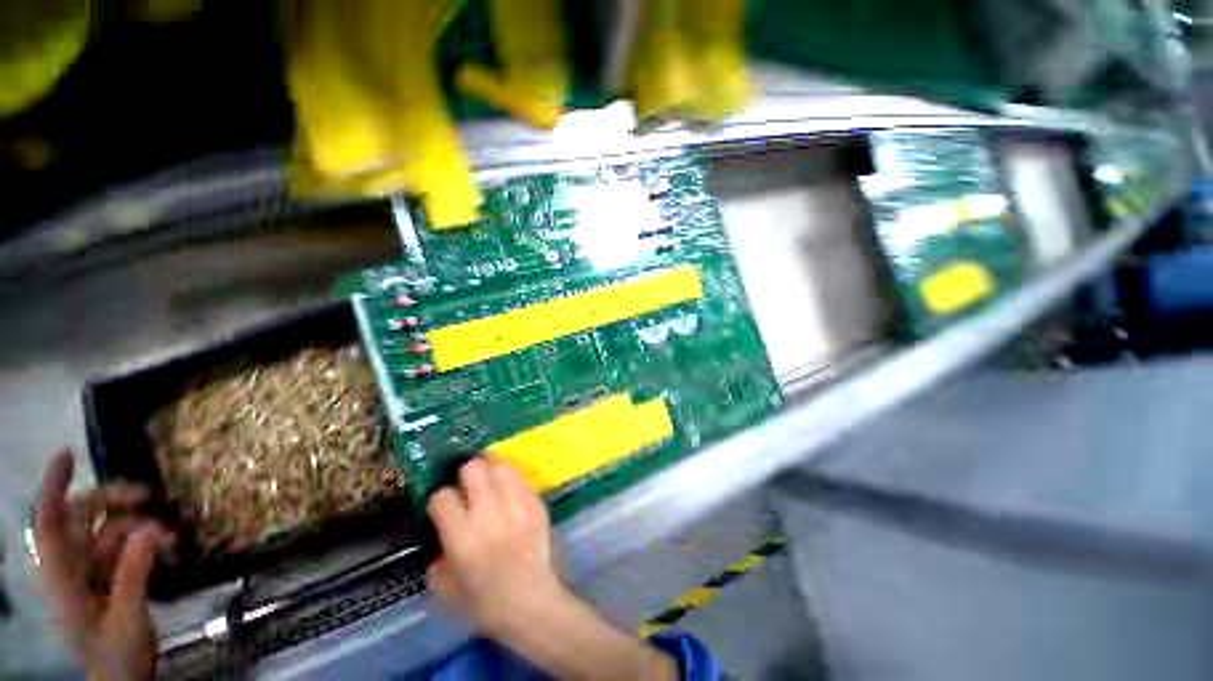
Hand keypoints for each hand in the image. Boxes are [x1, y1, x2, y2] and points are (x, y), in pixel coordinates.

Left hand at [33, 451, 174, 680]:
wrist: (123, 678)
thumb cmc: (117, 655)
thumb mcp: (126, 618)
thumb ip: (134, 574)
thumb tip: (150, 530)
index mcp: (62, 577)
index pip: (49, 523)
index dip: (54, 487)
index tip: (68, 454)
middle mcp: (71, 567)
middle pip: (82, 518)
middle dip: (114, 501)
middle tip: (150, 496)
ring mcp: (89, 572)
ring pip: (108, 530)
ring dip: (138, 525)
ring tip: (169, 533)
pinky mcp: (108, 577)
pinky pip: (124, 547)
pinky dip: (144, 541)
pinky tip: (166, 546)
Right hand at [426, 457, 563, 635]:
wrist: (530, 602)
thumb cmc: (485, 603)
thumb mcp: (446, 589)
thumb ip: (437, 559)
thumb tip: (441, 538)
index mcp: (462, 536)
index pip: (442, 497)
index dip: (439, 499)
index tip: (443, 506)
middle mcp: (488, 514)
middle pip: (473, 469)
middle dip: (466, 471)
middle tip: (467, 480)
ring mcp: (516, 505)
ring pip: (501, 466)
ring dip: (491, 466)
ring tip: (488, 473)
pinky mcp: (536, 504)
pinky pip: (522, 478)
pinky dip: (512, 478)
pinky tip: (509, 486)